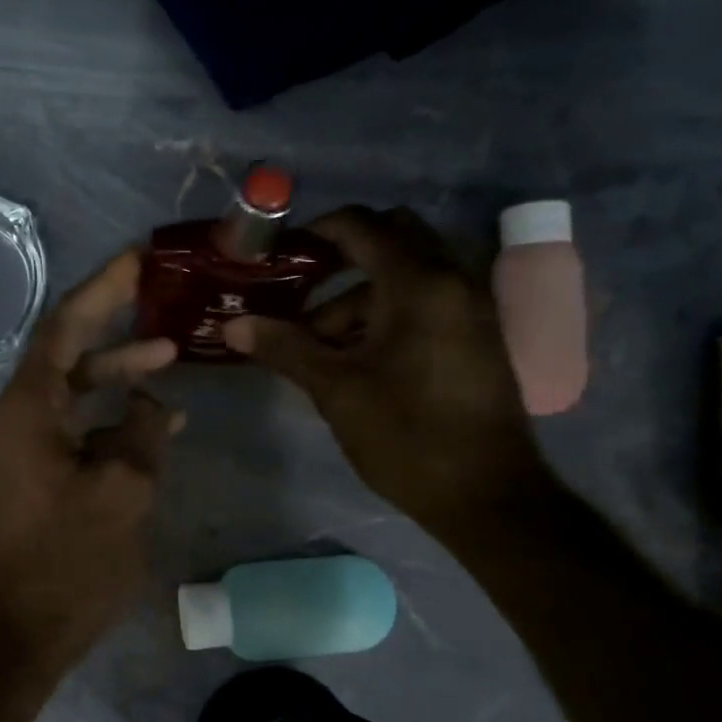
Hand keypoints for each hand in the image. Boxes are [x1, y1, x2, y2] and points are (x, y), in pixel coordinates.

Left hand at [0, 251, 181, 673]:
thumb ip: (142, 433)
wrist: (21, 632)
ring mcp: (24, 447)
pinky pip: (76, 427)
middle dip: (112, 320)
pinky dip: (111, 417)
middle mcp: (18, 417)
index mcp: (28, 410)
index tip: (138, 259)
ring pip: (74, 389)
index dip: (102, 289)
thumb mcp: (123, 491)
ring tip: (170, 357)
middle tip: (156, 290)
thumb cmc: (69, 562)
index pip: (64, 327)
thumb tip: (151, 404)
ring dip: (118, 372)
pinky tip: (156, 421)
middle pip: (67, 350)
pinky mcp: (36, 474)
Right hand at [222, 206, 549, 538]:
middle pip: (392, 239)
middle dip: (343, 259)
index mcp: (419, 284)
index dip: (316, 233)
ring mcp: (471, 308)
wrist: (486, 495)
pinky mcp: (477, 336)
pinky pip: (427, 301)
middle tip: (302, 292)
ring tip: (318, 345)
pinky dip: (389, 311)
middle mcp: (452, 281)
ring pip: (408, 275)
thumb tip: (234, 326)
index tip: (280, 257)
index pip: (362, 227)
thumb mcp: (337, 390)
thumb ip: (286, 348)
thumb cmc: (406, 436)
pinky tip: (356, 357)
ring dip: (361, 295)